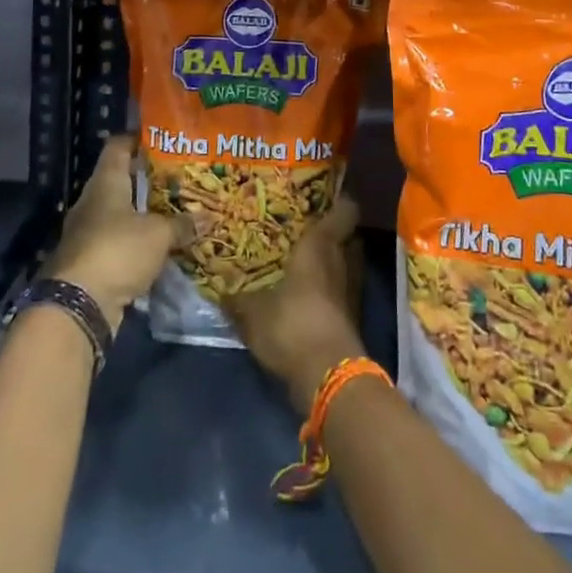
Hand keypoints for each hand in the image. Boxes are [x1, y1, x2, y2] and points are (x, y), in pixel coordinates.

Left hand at [48, 134, 191, 328]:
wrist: (77, 306)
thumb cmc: (117, 250)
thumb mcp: (158, 234)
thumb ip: (182, 224)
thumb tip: (209, 217)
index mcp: (105, 182)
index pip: (118, 146)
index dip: (138, 140)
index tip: (163, 140)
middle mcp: (93, 202)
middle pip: (120, 180)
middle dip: (148, 180)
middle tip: (180, 179)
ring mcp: (88, 233)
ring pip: (120, 214)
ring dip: (143, 215)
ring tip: (175, 212)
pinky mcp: (90, 262)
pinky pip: (118, 243)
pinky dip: (137, 244)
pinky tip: (160, 247)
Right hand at [226, 194, 366, 414]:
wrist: (328, 378)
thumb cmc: (292, 325)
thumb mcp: (253, 312)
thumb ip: (237, 299)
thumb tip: (220, 290)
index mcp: (322, 245)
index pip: (346, 210)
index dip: (339, 200)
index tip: (322, 194)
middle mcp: (343, 260)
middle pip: (347, 236)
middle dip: (330, 232)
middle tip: (303, 229)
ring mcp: (351, 291)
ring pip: (345, 264)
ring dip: (330, 263)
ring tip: (302, 261)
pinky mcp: (350, 318)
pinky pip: (340, 292)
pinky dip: (328, 291)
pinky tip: (305, 296)